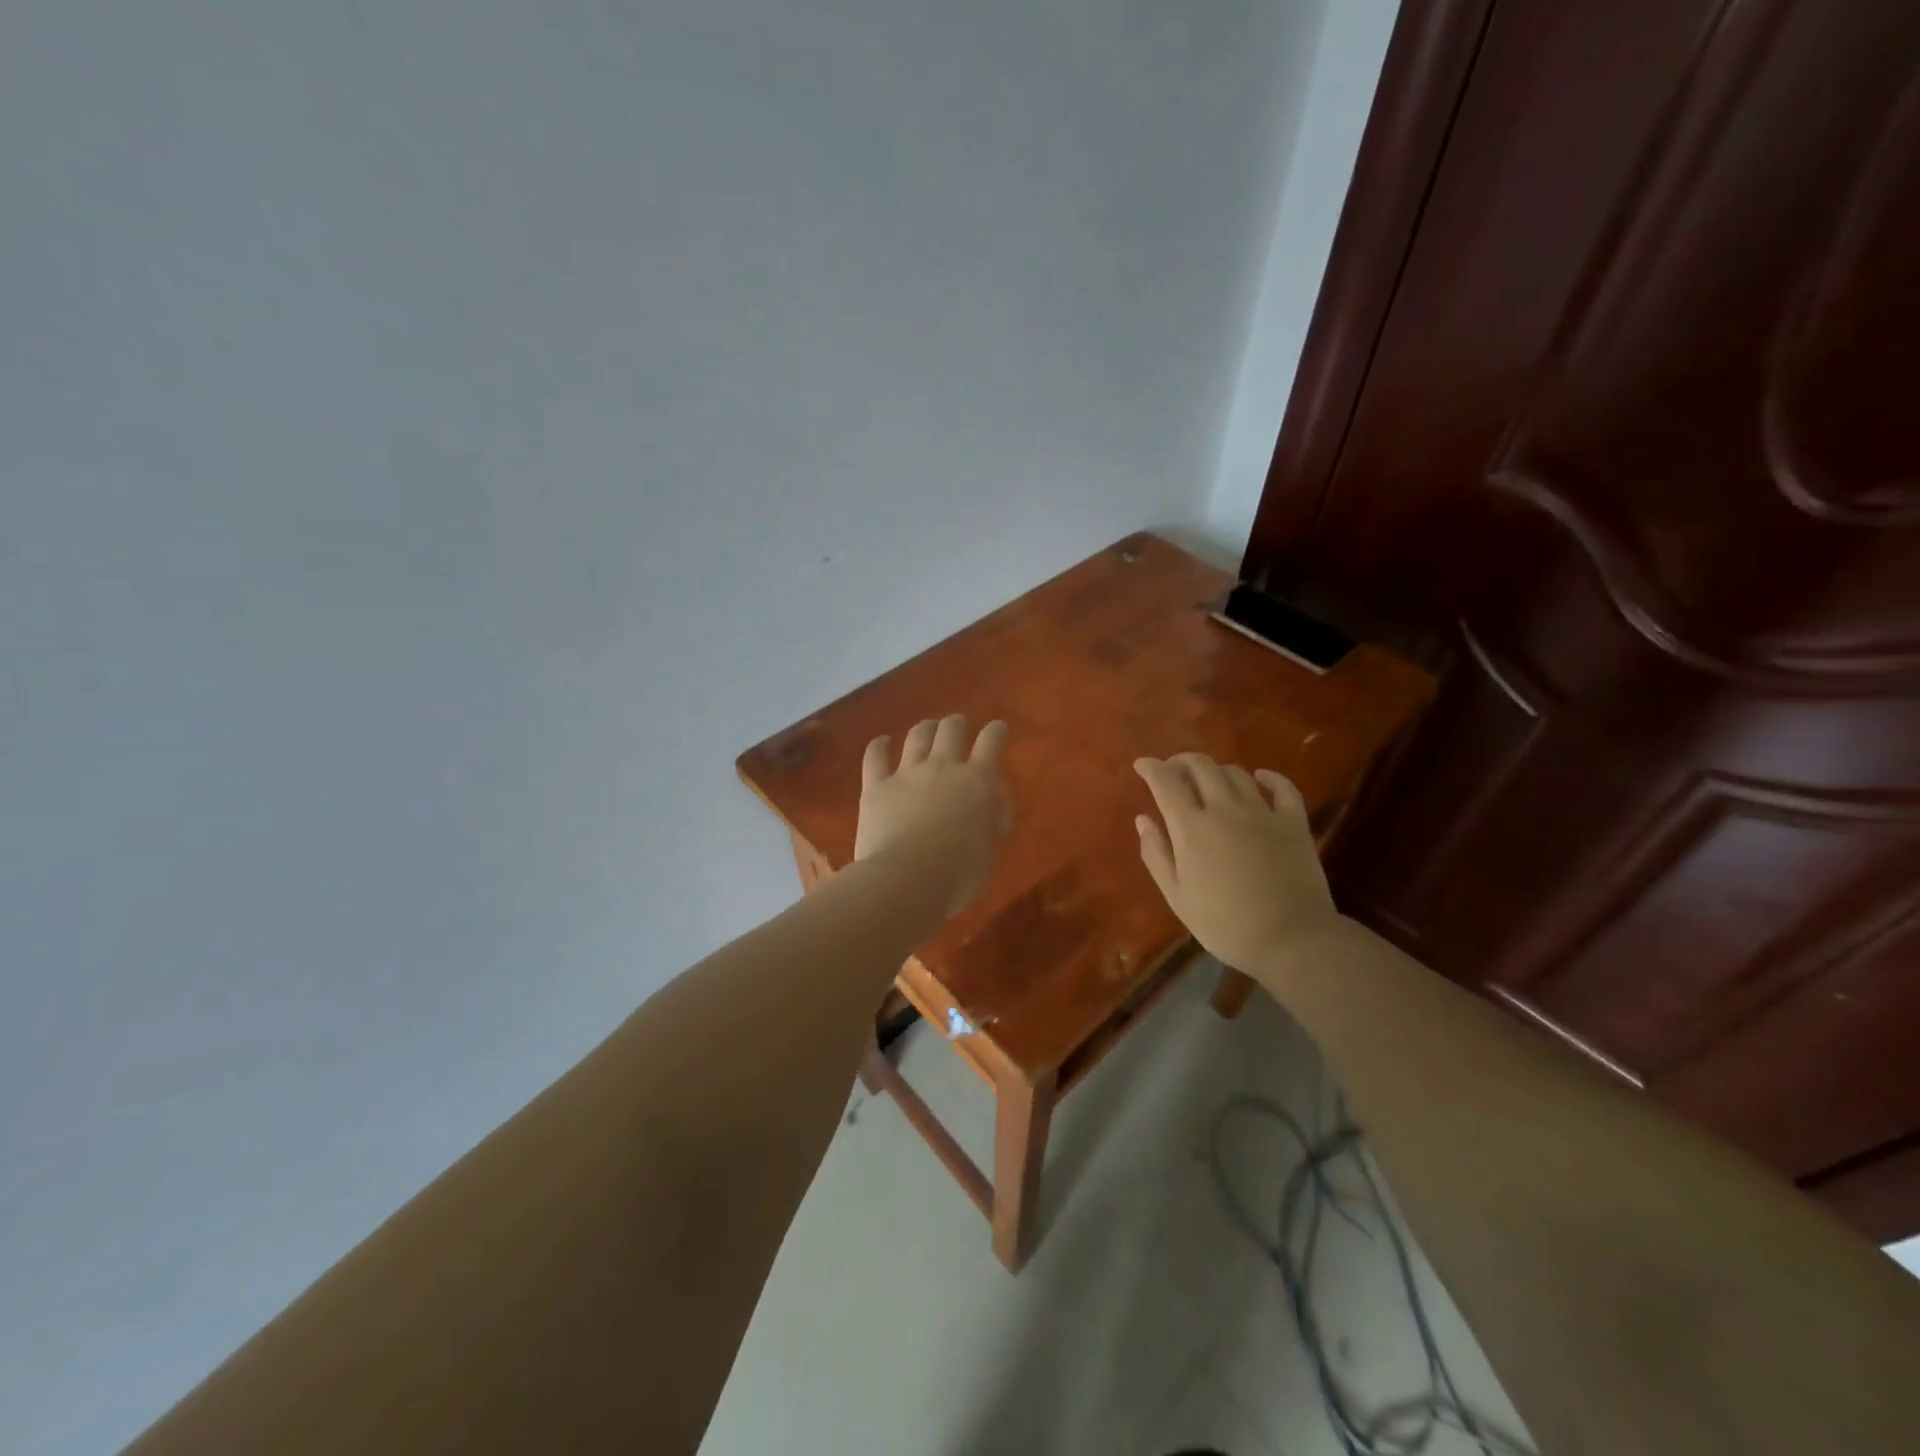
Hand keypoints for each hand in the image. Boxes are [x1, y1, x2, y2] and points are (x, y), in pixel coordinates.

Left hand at [857, 716, 1010, 913]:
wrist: (907, 880)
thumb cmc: (959, 872)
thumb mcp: (992, 848)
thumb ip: (996, 818)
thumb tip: (997, 797)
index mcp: (977, 781)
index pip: (991, 743)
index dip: (996, 731)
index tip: (998, 728)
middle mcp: (943, 767)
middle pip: (951, 730)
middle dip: (956, 724)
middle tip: (957, 725)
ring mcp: (907, 773)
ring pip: (917, 736)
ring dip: (925, 728)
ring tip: (928, 727)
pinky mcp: (876, 786)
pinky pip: (875, 757)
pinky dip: (879, 746)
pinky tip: (882, 742)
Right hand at [1133, 753, 1337, 971]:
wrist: (1290, 939)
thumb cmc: (1224, 924)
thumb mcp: (1177, 896)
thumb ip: (1156, 853)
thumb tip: (1143, 819)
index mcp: (1191, 827)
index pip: (1165, 782)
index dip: (1150, 768)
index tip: (1142, 764)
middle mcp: (1224, 808)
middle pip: (1201, 766)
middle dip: (1182, 761)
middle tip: (1174, 770)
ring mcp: (1262, 812)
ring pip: (1236, 773)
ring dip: (1217, 770)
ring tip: (1210, 782)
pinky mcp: (1293, 822)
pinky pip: (1282, 787)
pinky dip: (1269, 777)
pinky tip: (1261, 778)